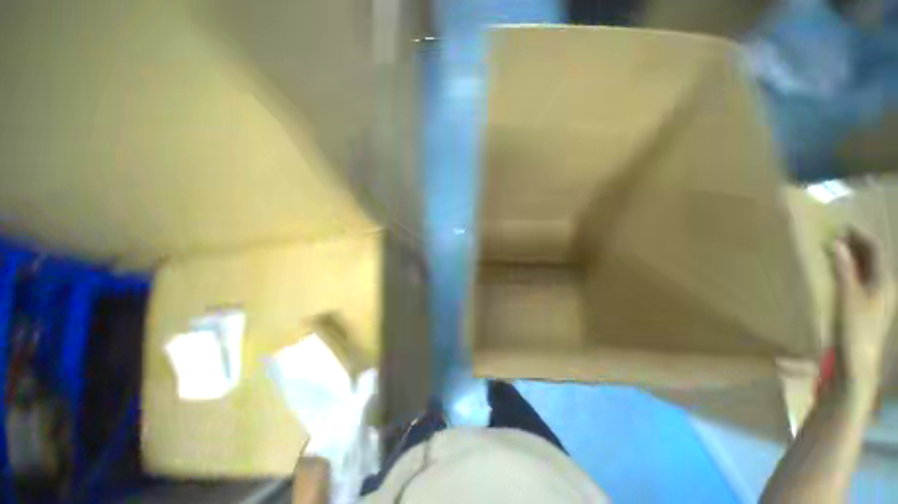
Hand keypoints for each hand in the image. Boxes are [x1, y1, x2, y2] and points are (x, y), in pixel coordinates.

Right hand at [830, 230, 895, 391]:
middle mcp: (885, 285)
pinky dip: (852, 271)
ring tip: (835, 252)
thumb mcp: (849, 298)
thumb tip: (837, 243)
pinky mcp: (869, 306)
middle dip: (857, 245)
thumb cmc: (856, 328)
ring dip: (853, 257)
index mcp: (885, 281)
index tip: (842, 226)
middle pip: (874, 258)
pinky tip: (840, 273)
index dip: (861, 235)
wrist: (858, 362)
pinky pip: (863, 280)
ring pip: (868, 269)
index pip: (876, 249)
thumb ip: (844, 269)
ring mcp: (879, 297)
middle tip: (835, 237)